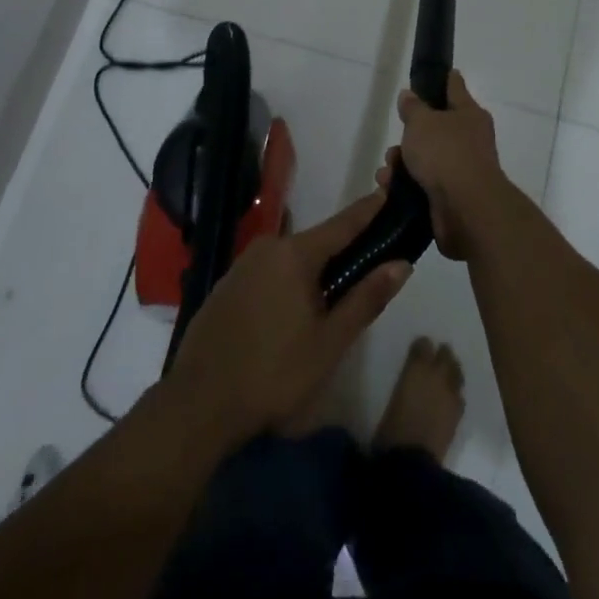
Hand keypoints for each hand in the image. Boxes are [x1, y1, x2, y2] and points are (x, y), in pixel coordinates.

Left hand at [167, 191, 409, 443]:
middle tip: (363, 274)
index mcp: (295, 254)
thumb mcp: (329, 342)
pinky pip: (268, 274)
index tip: (387, 193)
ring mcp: (242, 265)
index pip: (342, 224)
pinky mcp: (225, 286)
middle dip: (340, 253)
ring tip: (329, 303)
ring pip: (290, 260)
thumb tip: (401, 264)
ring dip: (312, 273)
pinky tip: (289, 316)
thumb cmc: (273, 374)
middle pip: (316, 243)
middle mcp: (267, 247)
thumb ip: (366, 299)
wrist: (197, 405)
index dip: (367, 211)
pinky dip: (286, 284)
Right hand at [378, 70, 508, 260]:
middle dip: (411, 134)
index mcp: (469, 114)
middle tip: (396, 139)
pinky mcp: (451, 198)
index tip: (438, 73)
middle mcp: (469, 140)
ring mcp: (462, 170)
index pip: (455, 88)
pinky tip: (388, 188)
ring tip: (386, 170)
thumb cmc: (445, 153)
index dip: (445, 79)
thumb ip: (413, 108)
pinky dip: (405, 186)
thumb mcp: (422, 122)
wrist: (466, 209)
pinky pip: (423, 185)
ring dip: (402, 163)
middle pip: (436, 128)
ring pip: (426, 159)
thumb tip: (409, 95)